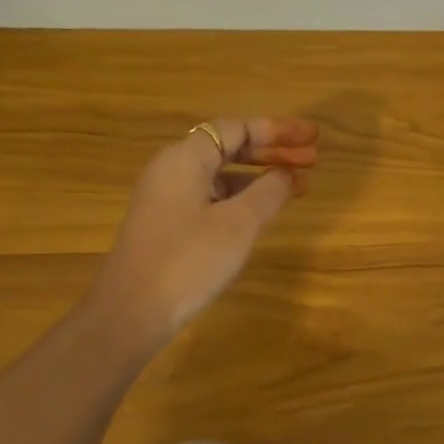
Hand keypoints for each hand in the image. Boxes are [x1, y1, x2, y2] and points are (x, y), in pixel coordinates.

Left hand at [83, 117, 319, 355]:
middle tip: (313, 158)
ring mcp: (167, 198)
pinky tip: (265, 210)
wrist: (131, 314)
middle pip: (229, 146)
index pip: (237, 128)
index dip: (278, 130)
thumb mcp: (239, 224)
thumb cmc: (188, 260)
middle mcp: (172, 170)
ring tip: (299, 184)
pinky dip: (243, 196)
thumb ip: (269, 191)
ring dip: (261, 175)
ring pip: (222, 173)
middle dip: (273, 151)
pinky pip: (213, 195)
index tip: (311, 137)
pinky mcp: (168, 224)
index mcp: (185, 159)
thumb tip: (288, 173)